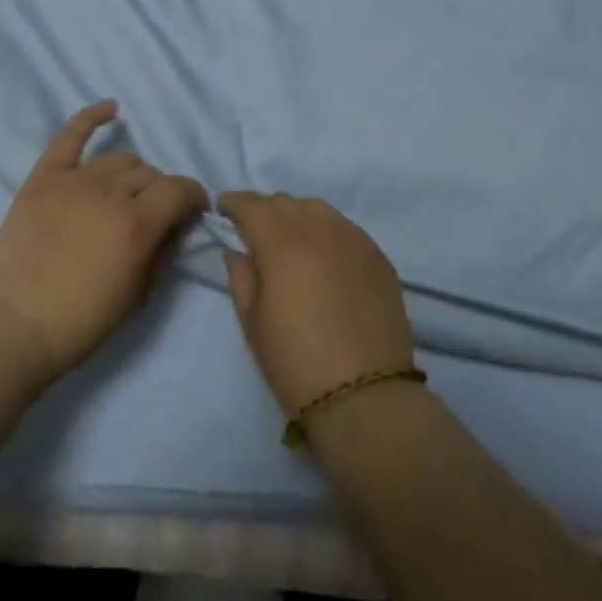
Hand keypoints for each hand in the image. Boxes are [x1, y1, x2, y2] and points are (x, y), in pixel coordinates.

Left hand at [0, 102, 208, 387]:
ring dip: (132, 174)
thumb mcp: (139, 295)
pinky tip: (111, 109)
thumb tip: (177, 221)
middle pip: (150, 174)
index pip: (180, 189)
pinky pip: (72, 135)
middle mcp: (109, 193)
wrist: (15, 326)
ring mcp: (74, 180)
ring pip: (119, 159)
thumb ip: (165, 249)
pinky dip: (92, 116)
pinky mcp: (44, 176)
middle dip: (160, 193)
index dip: (194, 196)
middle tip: (152, 215)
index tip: (194, 208)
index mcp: (136, 225)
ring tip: (126, 193)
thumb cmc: (82, 321)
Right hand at [219, 192, 415, 416]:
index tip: (223, 209)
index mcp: (282, 243)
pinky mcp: (378, 256)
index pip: (252, 205)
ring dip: (296, 215)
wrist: (365, 398)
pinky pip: (345, 227)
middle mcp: (318, 229)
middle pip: (284, 202)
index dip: (233, 203)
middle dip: (264, 210)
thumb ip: (241, 278)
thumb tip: (239, 252)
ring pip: (317, 208)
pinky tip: (324, 253)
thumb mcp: (253, 324)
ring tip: (291, 238)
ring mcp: (353, 239)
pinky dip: (326, 230)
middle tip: (254, 230)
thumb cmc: (296, 364)